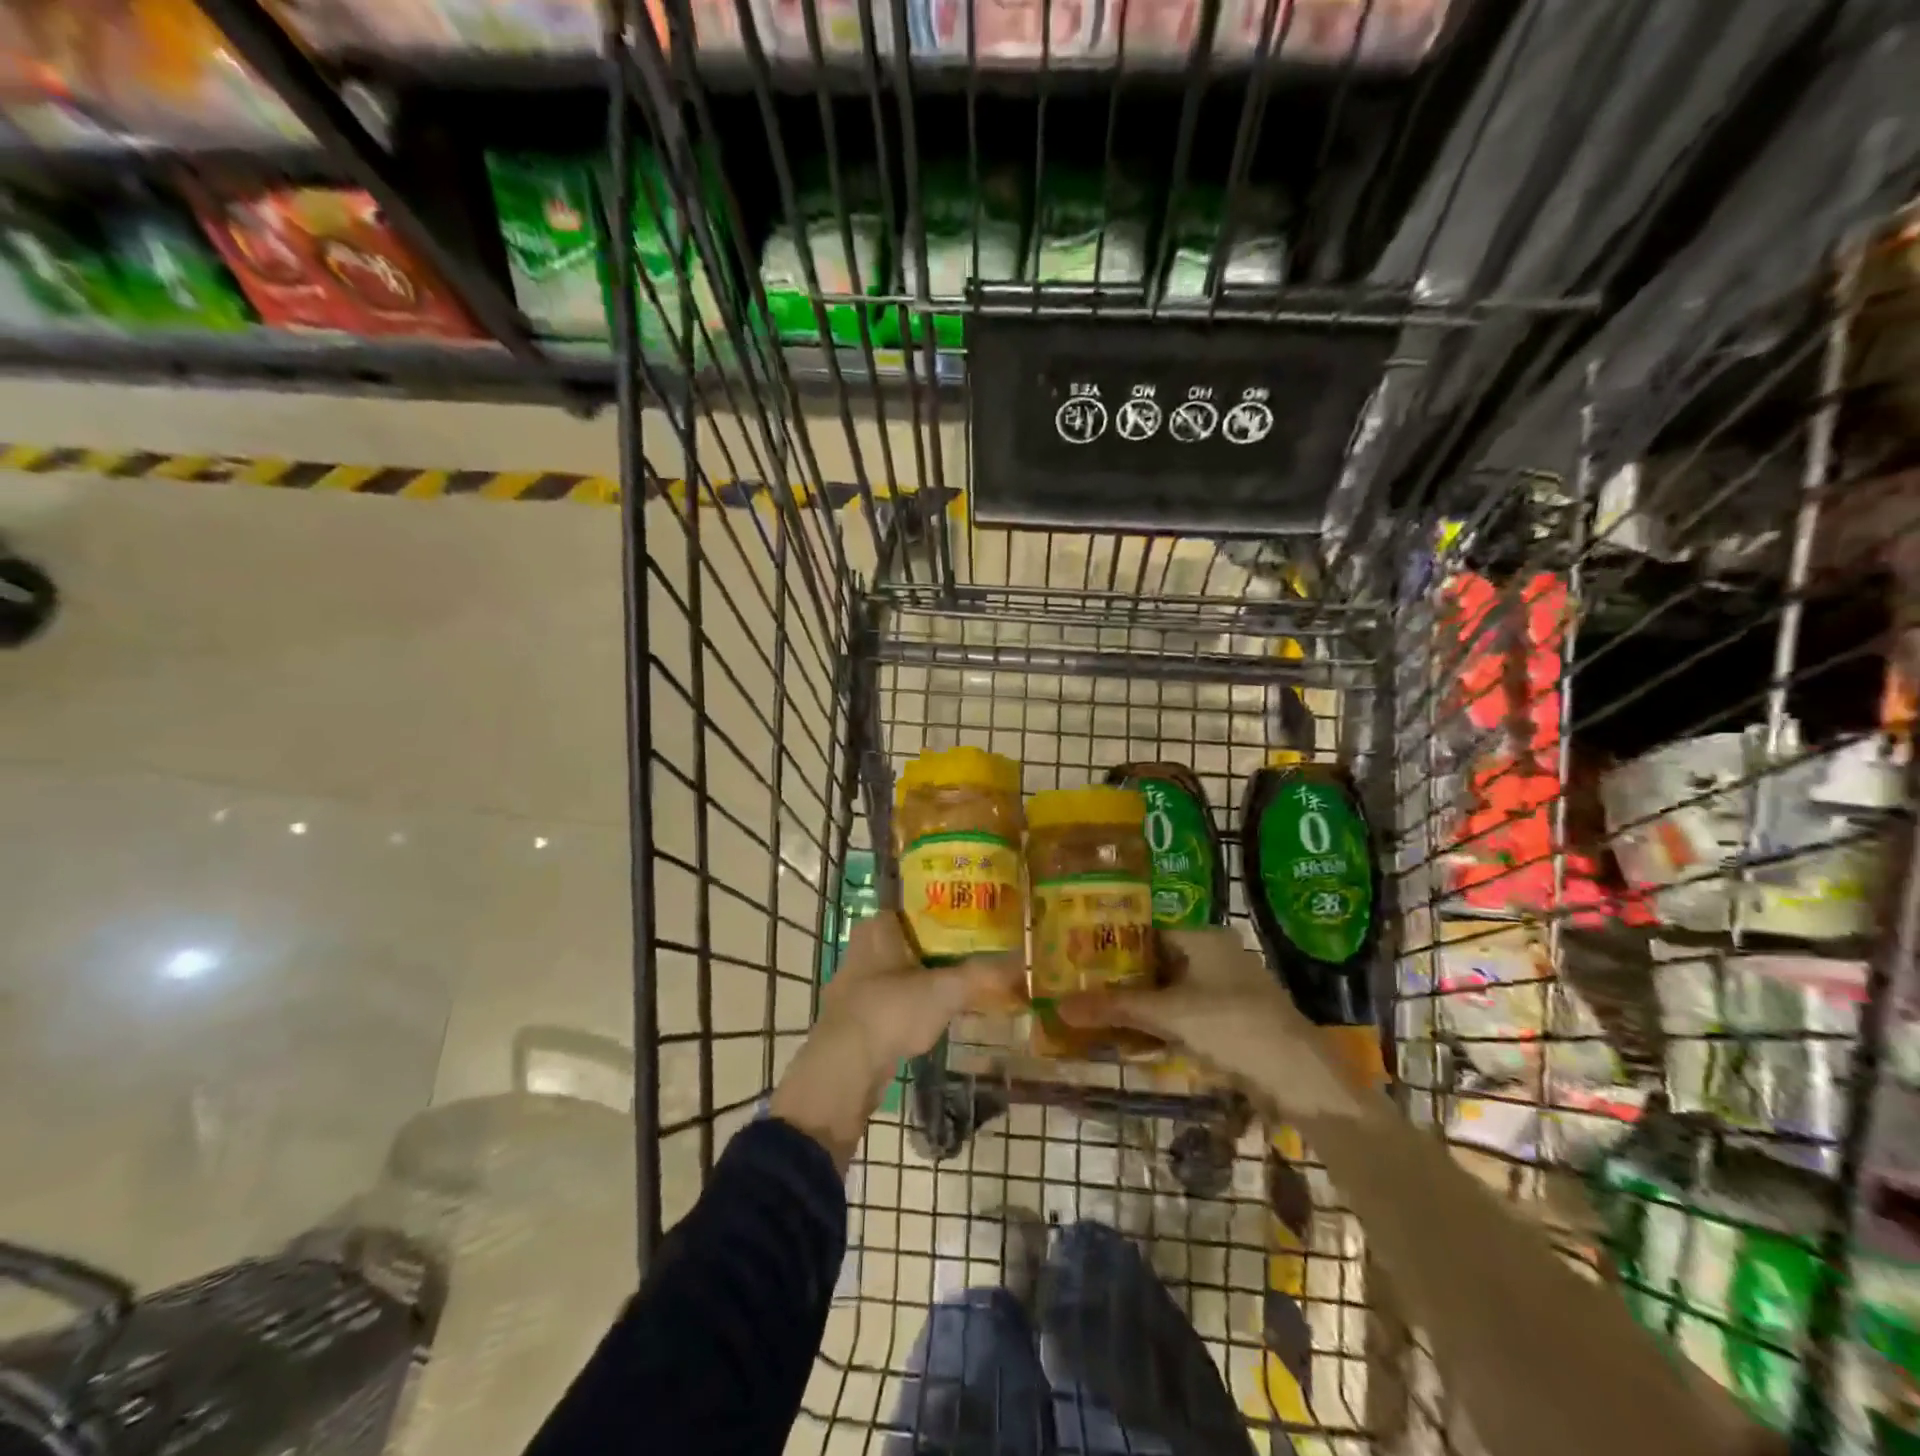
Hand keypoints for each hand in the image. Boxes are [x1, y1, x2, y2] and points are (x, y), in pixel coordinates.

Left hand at [770, 912, 1021, 1167]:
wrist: (844, 1070)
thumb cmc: (891, 1011)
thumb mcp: (945, 990)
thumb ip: (982, 975)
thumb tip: (1022, 962)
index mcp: (876, 928)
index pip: (912, 906)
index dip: (943, 911)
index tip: (972, 919)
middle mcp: (861, 949)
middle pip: (908, 940)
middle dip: (939, 947)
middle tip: (976, 953)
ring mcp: (854, 985)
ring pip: (899, 972)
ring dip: (926, 978)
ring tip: (963, 984)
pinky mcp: (855, 1019)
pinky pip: (892, 1002)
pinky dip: (912, 1006)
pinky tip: (936, 1017)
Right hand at [1057, 928, 1365, 1120]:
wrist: (1301, 1080)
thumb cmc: (1232, 1028)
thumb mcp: (1168, 1016)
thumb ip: (1115, 1008)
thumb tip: (1059, 1006)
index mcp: (1203, 938)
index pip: (1145, 930)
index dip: (1110, 943)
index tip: (1077, 957)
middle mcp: (1214, 956)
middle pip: (1154, 963)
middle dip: (1120, 980)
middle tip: (1081, 990)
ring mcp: (1225, 990)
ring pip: (1168, 992)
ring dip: (1137, 1007)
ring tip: (1098, 1017)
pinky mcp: (1231, 1022)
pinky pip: (1183, 1016)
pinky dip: (1158, 1026)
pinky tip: (1131, 1042)